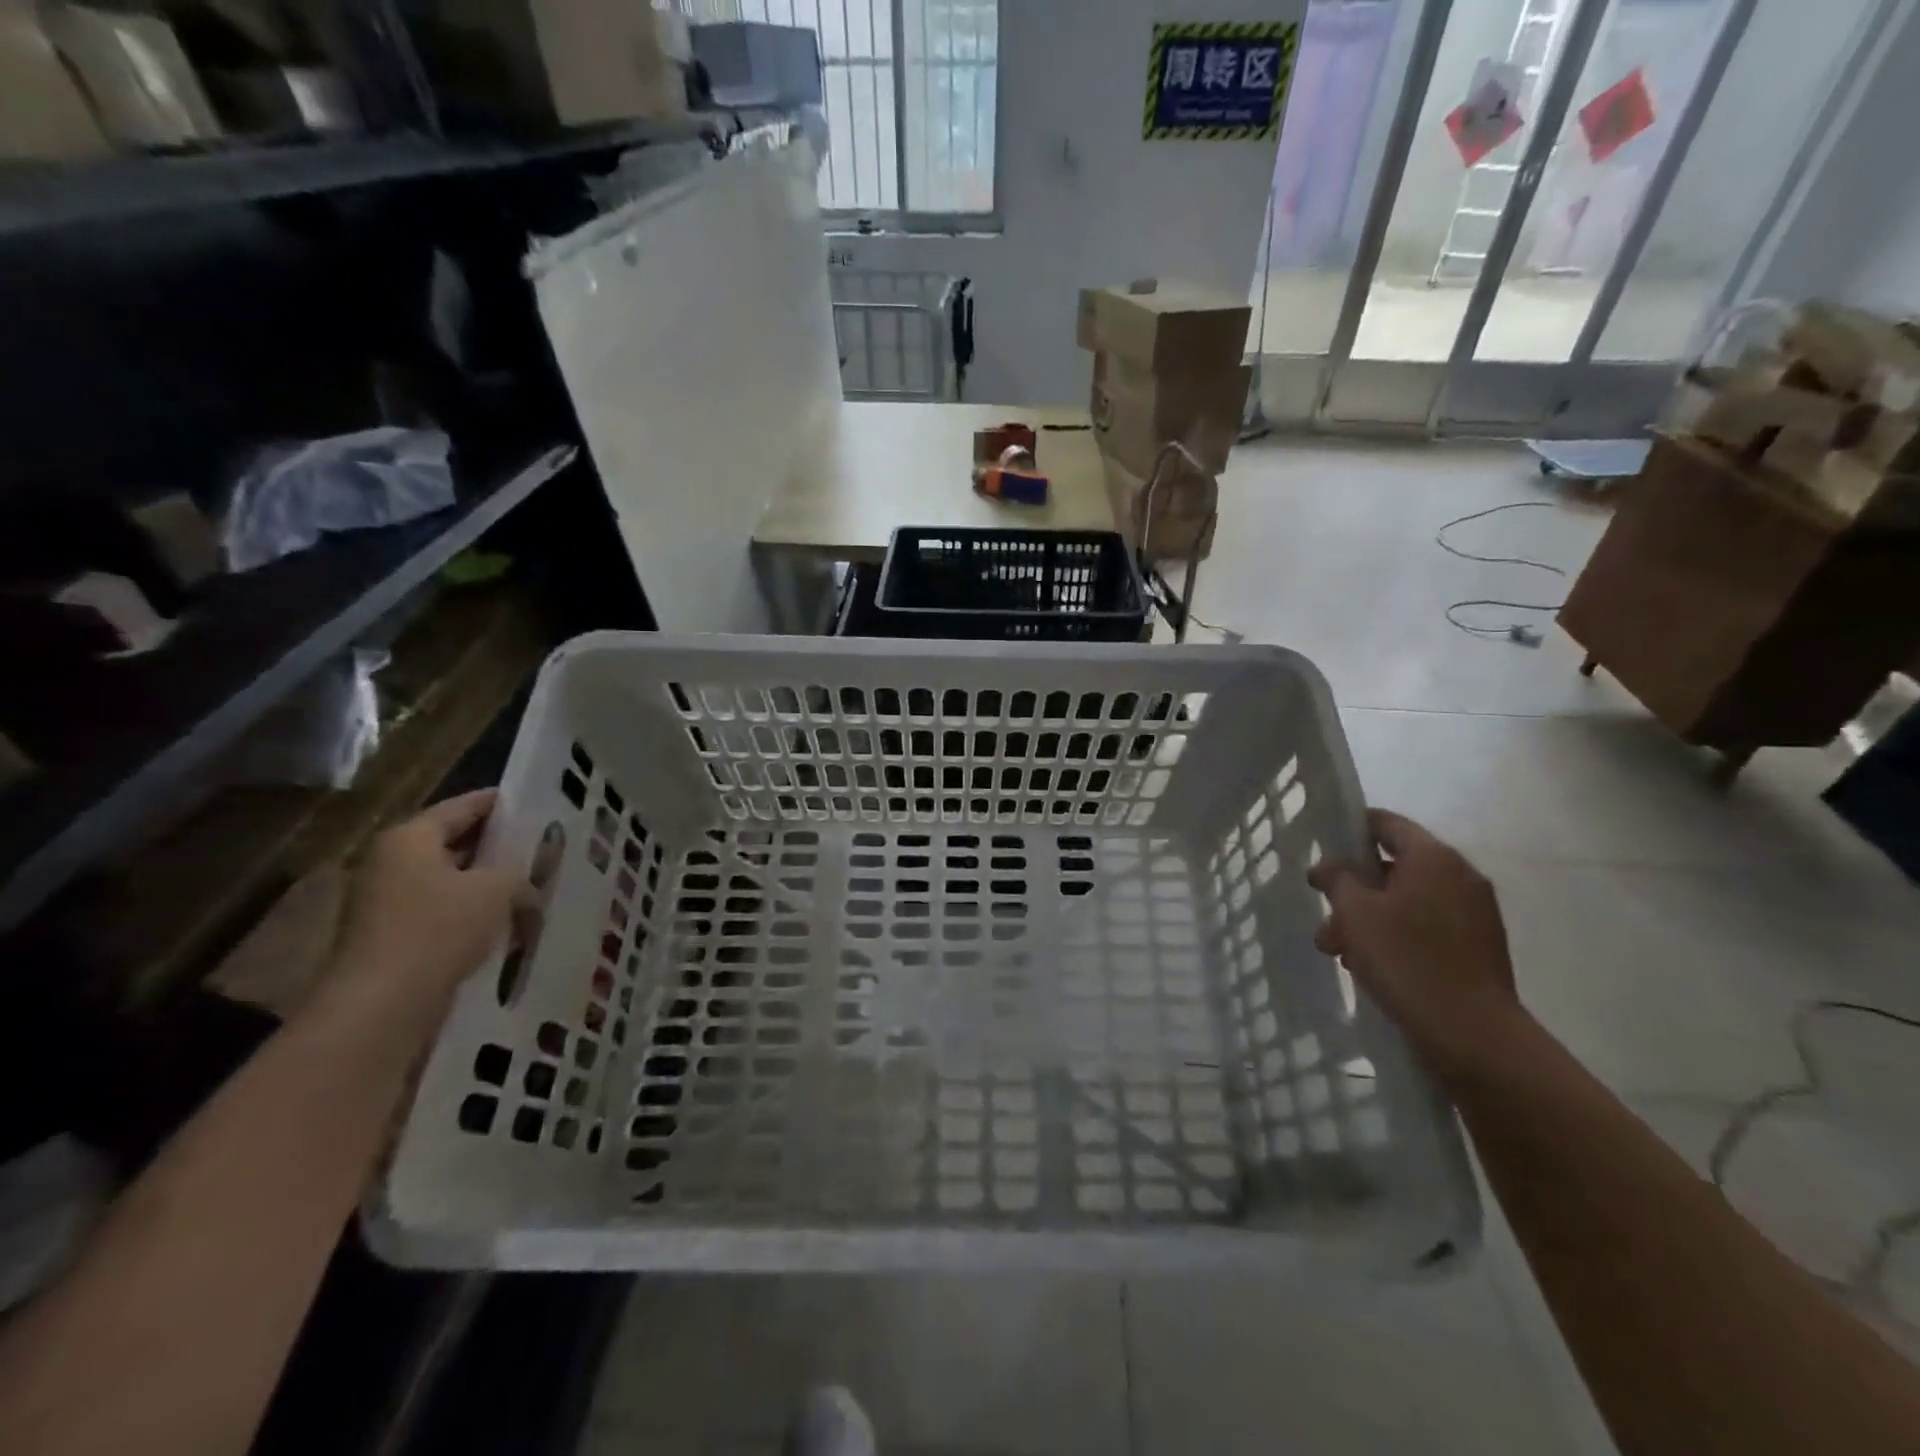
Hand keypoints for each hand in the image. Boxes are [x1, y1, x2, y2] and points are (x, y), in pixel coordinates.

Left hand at [328, 791, 534, 1022]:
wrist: (382, 1004)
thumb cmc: (439, 929)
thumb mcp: (498, 889)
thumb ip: (519, 873)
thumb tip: (527, 882)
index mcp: (410, 838)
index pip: (462, 806)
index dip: (500, 803)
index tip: (534, 802)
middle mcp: (391, 862)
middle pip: (453, 842)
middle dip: (496, 846)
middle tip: (540, 844)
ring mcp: (385, 902)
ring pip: (449, 880)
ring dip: (486, 883)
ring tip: (531, 884)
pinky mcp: (391, 937)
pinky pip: (442, 911)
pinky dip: (471, 912)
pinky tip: (506, 922)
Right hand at [1308, 809, 1526, 1078]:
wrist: (1473, 1035)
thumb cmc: (1406, 960)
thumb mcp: (1355, 913)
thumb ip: (1338, 879)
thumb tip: (1330, 866)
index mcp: (1434, 857)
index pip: (1386, 823)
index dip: (1350, 830)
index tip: (1322, 851)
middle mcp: (1460, 876)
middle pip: (1395, 867)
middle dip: (1354, 890)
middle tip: (1326, 918)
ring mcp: (1475, 913)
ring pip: (1408, 901)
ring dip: (1370, 918)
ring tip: (1341, 953)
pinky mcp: (1478, 947)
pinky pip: (1427, 927)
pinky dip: (1398, 936)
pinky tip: (1372, 967)